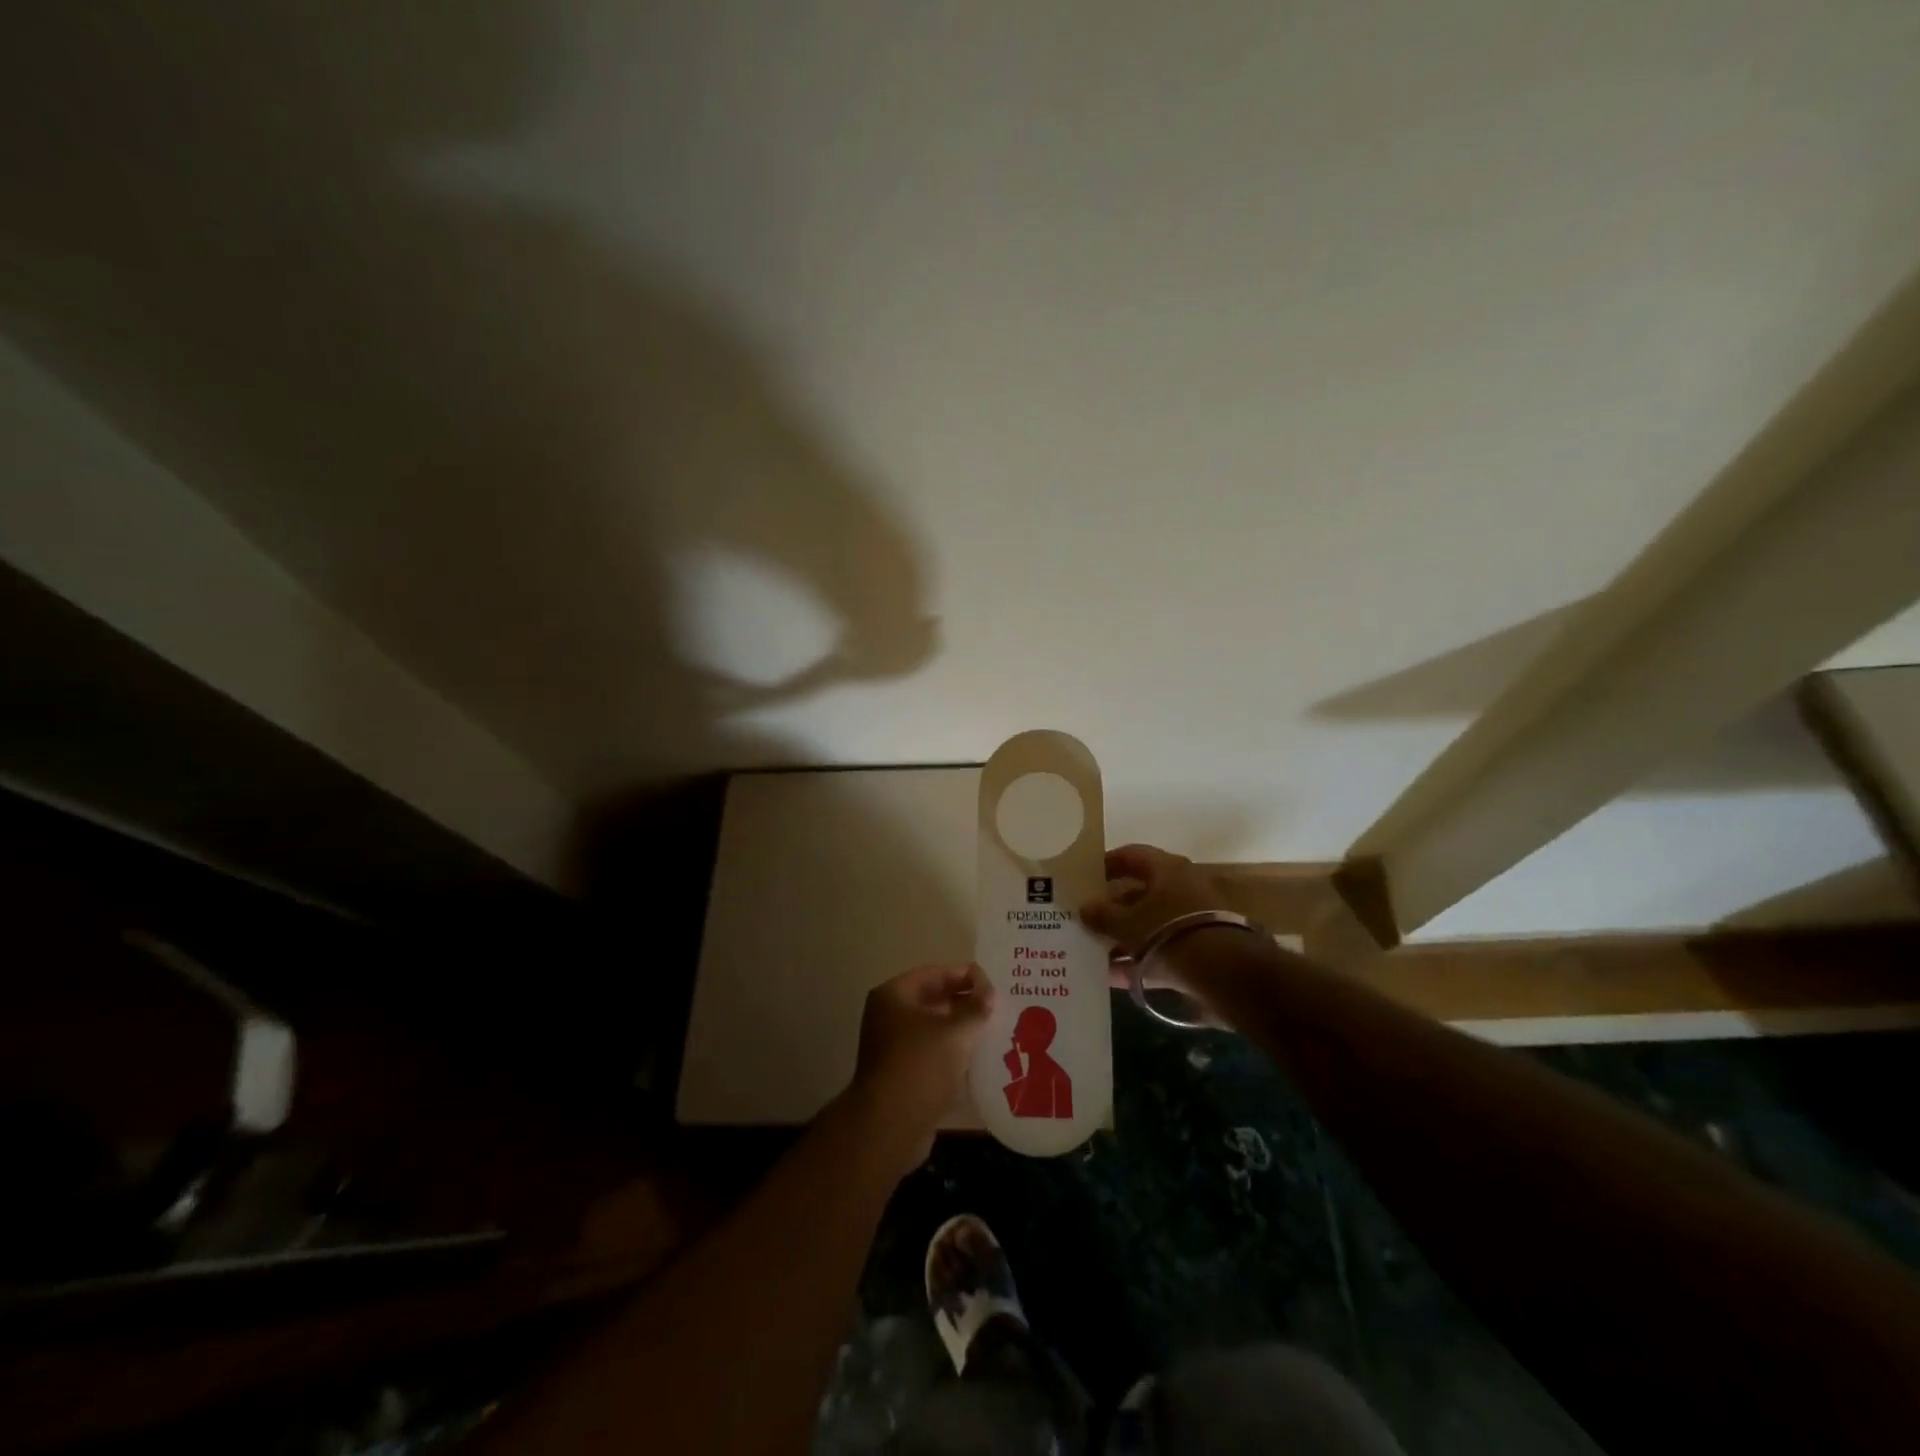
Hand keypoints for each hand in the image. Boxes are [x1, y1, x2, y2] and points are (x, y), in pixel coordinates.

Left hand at [851, 963, 992, 1173]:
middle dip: (965, 1003)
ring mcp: (892, 1047)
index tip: (994, 986)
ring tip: (993, 1031)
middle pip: (933, 1000)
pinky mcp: (900, 1074)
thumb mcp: (956, 1032)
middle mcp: (888, 1016)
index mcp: (894, 995)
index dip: (966, 976)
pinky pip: (931, 1054)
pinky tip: (978, 1059)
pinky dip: (952, 1054)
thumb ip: (975, 1008)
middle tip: (998, 1008)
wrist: (890, 1125)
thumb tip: (989, 993)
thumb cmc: (921, 1065)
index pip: (935, 974)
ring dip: (960, 1030)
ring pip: (933, 1029)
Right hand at [1081, 844, 1237, 1022]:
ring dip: (1125, 937)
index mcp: (1166, 869)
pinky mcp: (1201, 947)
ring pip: (1151, 923)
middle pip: (1140, 892)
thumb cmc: (1169, 933)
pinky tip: (1116, 977)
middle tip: (1087, 920)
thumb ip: (1103, 916)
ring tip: (1096, 953)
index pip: (1130, 855)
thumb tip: (1084, 908)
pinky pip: (1163, 948)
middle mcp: (1183, 886)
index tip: (1085, 879)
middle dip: (1113, 908)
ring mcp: (1194, 918)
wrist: (1227, 973)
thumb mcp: (1127, 925)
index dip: (1106, 864)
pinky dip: (1141, 960)